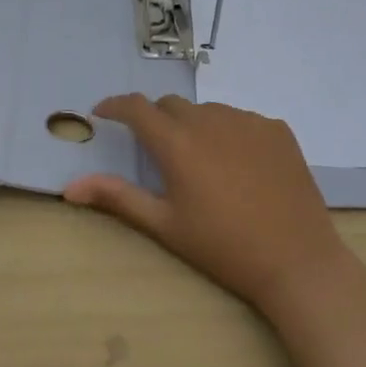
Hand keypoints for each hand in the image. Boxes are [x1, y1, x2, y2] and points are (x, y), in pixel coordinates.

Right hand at [64, 95, 354, 314]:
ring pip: (207, 111)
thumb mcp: (164, 225)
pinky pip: (241, 119)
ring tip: (203, 164)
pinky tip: (239, 166)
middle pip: (171, 106)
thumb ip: (116, 197)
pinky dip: (230, 133)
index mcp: (178, 143)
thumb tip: (69, 187)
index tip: (102, 112)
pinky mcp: (277, 128)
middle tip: (158, 152)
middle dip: (156, 120)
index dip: (115, 105)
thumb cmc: (222, 247)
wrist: (296, 261)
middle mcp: (210, 120)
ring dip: (194, 126)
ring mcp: (248, 120)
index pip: (137, 108)